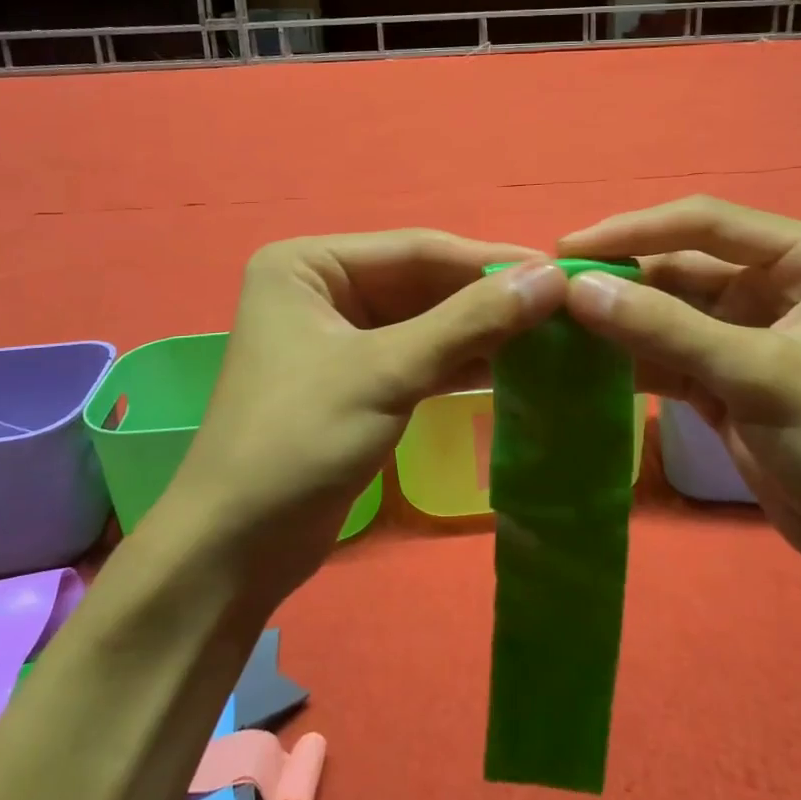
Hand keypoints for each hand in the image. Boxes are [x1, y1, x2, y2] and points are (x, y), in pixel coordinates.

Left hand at [167, 230, 567, 598]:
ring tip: (551, 333)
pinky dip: (462, 360)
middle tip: (564, 305)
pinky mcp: (356, 378)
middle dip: (488, 297)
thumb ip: (469, 322)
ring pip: (426, 320)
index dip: (490, 261)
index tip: (560, 270)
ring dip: (482, 329)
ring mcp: (339, 335)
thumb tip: (550, 278)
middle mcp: (322, 287)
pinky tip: (513, 364)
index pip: (417, 250)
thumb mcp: (387, 373)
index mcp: (309, 263)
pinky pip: (419, 355)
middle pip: (422, 283)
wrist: (236, 549)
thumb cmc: (298, 441)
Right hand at [560, 196, 800, 588]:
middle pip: (679, 264)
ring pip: (666, 309)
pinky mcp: (723, 373)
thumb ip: (667, 329)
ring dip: (617, 318)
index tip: (569, 247)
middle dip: (620, 278)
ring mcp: (745, 329)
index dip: (633, 231)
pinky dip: (629, 356)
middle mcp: (773, 281)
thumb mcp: (758, 376)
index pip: (704, 224)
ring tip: (555, 324)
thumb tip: (579, 289)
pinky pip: (665, 351)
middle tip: (551, 290)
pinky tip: (583, 362)